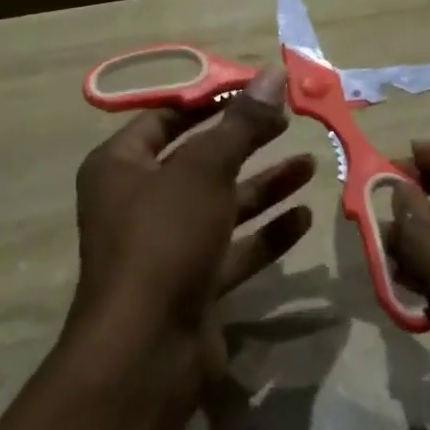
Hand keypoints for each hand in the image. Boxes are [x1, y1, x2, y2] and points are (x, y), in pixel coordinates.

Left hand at [66, 68, 314, 389]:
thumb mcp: (205, 170)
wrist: (145, 356)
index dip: (211, 99)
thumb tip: (274, 73)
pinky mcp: (191, 284)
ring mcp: (165, 246)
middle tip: (289, 121)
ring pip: (220, 204)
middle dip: (245, 141)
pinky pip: (231, 248)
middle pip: (199, 159)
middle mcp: (138, 201)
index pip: (167, 117)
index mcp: (120, 166)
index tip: (256, 88)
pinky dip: (265, 233)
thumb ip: (242, 123)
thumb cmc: (164, 239)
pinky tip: (303, 217)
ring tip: (309, 164)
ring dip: (263, 185)